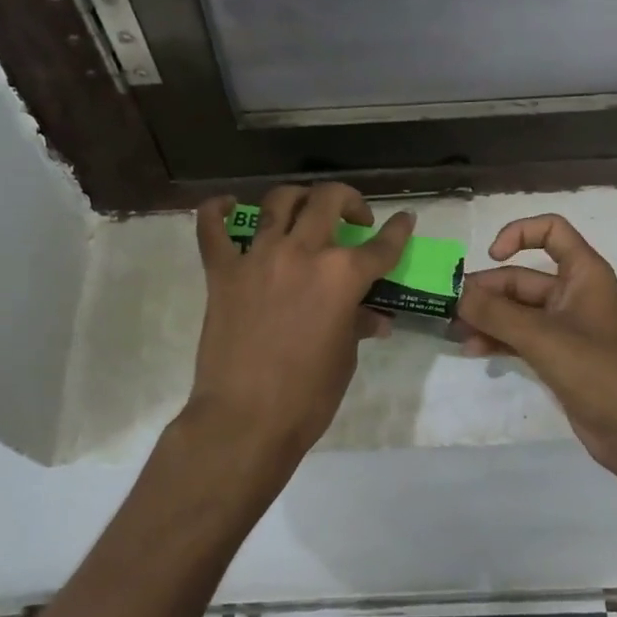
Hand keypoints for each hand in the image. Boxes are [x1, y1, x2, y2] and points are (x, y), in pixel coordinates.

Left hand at [182, 184, 412, 483]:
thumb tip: (373, 317)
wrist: (245, 419)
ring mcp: (257, 257)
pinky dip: (217, 210)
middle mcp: (302, 253)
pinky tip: (228, 204)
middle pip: (328, 201)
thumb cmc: (308, 396)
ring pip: (278, 202)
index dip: (399, 231)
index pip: (381, 246)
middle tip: (353, 218)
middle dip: (349, 200)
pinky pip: (212, 228)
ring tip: (304, 208)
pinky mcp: (222, 271)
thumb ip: (357, 324)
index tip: (405, 219)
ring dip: (297, 198)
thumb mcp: (344, 358)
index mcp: (341, 276)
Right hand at [455, 214, 616, 474]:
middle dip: (487, 291)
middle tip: (451, 308)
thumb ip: (496, 313)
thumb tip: (457, 294)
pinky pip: (521, 336)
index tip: (491, 256)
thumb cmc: (597, 371)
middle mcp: (574, 293)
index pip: (551, 231)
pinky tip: (473, 351)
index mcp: (583, 273)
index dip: (519, 233)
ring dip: (488, 318)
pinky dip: (498, 339)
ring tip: (455, 333)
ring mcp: (565, 326)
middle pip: (523, 277)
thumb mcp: (542, 337)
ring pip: (517, 309)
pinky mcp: (558, 355)